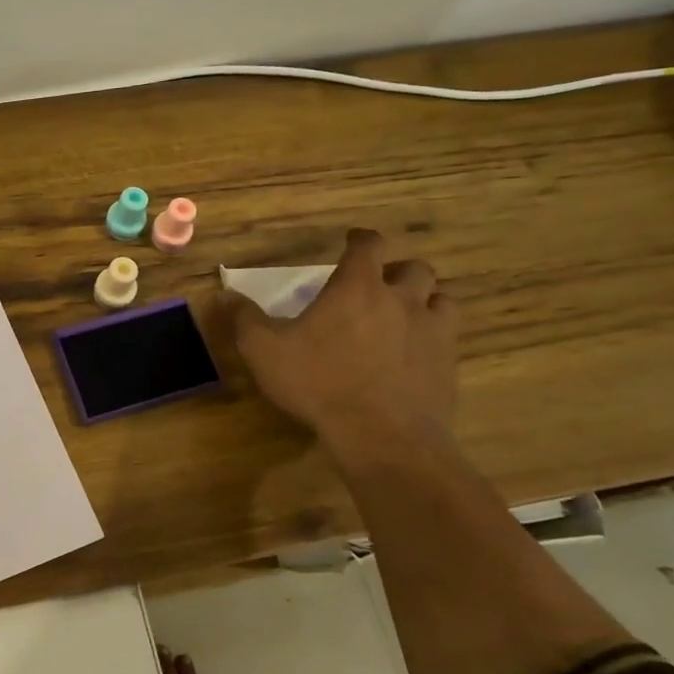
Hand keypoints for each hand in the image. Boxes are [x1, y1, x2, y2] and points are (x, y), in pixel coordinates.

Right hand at [223, 229, 456, 451]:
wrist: (382, 435)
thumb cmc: (318, 383)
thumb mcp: (264, 350)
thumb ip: (244, 318)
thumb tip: (224, 294)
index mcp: (357, 287)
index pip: (368, 245)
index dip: (361, 239)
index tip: (352, 241)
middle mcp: (401, 298)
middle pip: (413, 268)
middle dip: (396, 271)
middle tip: (378, 285)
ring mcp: (431, 330)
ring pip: (440, 298)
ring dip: (423, 299)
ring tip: (404, 314)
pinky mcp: (448, 362)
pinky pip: (449, 334)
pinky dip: (434, 333)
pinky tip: (417, 350)